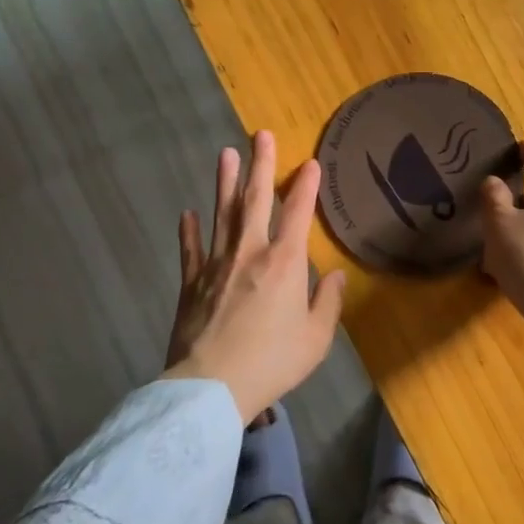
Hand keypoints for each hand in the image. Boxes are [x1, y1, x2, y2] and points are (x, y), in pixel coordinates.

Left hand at [164, 131, 346, 422]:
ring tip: (226, 153)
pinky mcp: (191, 283)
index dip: (305, 185)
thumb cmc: (272, 362)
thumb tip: (336, 275)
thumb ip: (328, 302)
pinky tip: (187, 213)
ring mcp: (216, 265)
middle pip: (255, 200)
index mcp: (284, 262)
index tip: (310, 162)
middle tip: (261, 134)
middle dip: (260, 165)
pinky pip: (190, 250)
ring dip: (225, 182)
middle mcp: (250, 252)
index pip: (298, 212)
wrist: (212, 388)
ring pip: (221, 214)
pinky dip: (189, 231)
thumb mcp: (316, 338)